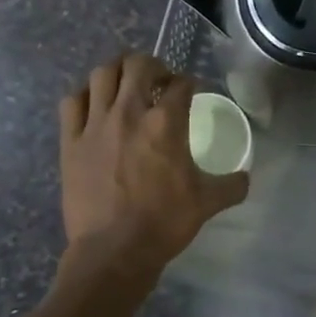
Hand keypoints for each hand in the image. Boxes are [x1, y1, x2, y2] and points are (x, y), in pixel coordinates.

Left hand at [60, 53, 248, 268]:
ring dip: (117, 72)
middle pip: (138, 64)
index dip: (188, 82)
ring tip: (125, 84)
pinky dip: (84, 96)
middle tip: (158, 80)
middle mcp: (129, 112)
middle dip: (152, 65)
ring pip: (101, 74)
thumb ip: (231, 185)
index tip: (190, 90)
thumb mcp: (207, 203)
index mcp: (166, 123)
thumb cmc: (164, 222)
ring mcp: (95, 124)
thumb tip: (245, 178)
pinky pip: (71, 102)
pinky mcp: (70, 141)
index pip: (180, 83)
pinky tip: (93, 105)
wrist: (114, 251)